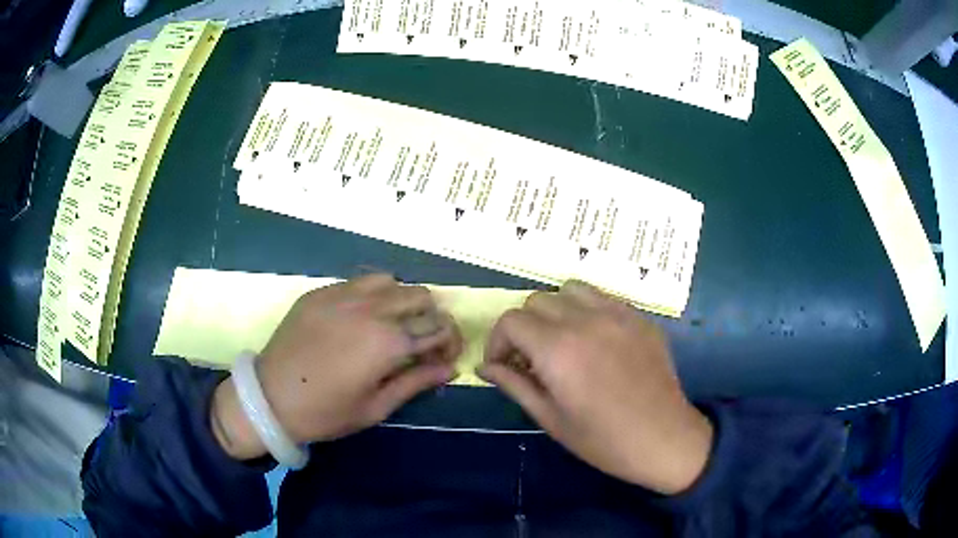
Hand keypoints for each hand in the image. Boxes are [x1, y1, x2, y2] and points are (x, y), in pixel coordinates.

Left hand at [211, 274, 461, 459]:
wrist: (269, 398)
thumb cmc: (326, 412)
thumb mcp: (377, 407)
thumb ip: (417, 382)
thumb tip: (451, 368)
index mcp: (388, 342)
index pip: (438, 327)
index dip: (450, 341)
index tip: (444, 357)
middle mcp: (371, 309)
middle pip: (422, 297)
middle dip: (431, 318)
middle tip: (420, 342)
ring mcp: (343, 294)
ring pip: (393, 282)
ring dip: (403, 302)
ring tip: (392, 326)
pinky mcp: (322, 292)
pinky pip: (361, 281)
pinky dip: (375, 294)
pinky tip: (363, 317)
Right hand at [478, 281, 711, 494]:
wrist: (663, 438)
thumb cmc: (602, 439)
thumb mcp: (549, 418)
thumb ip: (513, 384)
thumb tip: (484, 367)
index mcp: (558, 349)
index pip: (511, 320)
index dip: (497, 341)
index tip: (503, 365)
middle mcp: (585, 320)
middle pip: (536, 300)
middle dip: (524, 327)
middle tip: (531, 358)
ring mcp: (616, 314)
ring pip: (570, 289)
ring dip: (556, 311)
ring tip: (563, 341)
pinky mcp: (639, 316)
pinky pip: (602, 298)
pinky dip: (587, 310)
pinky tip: (595, 340)